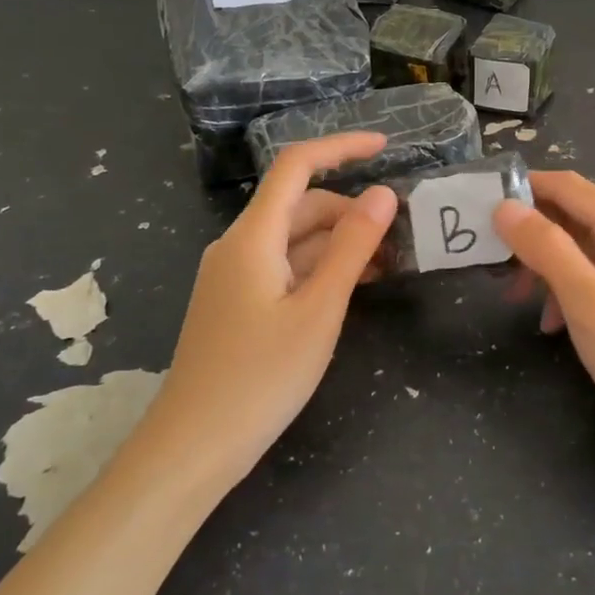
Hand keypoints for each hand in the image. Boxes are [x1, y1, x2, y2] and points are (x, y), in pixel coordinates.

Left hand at [144, 133, 396, 478]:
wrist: (193, 447)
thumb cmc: (260, 377)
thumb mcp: (319, 310)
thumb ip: (352, 248)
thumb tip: (383, 194)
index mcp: (253, 237)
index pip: (296, 166)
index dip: (341, 147)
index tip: (387, 148)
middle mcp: (239, 245)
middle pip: (300, 205)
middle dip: (351, 210)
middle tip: (400, 236)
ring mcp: (235, 275)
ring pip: (294, 239)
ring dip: (339, 242)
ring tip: (386, 265)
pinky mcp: (238, 302)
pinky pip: (285, 267)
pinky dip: (320, 267)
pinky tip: (350, 288)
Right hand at [494, 171, 594, 465]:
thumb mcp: (589, 303)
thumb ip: (546, 249)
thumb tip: (505, 206)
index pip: (568, 187)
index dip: (522, 188)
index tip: (478, 206)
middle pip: (574, 216)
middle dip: (530, 233)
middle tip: (491, 262)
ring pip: (583, 250)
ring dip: (546, 266)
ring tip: (514, 298)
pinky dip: (569, 291)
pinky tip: (553, 324)